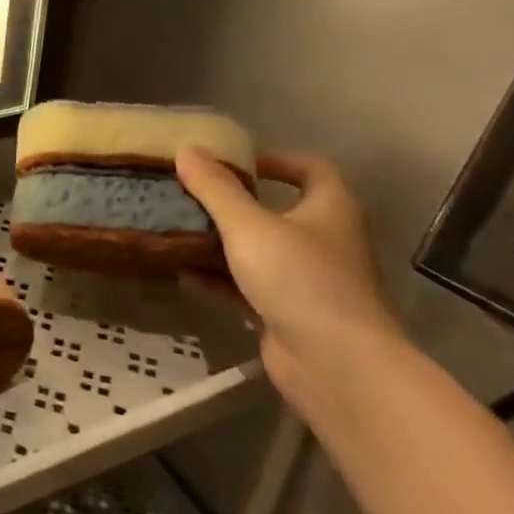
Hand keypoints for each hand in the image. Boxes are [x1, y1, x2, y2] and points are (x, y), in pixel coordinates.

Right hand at [174, 148, 402, 419]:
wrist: (335, 365)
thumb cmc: (299, 279)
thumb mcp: (248, 226)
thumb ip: (215, 188)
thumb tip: (186, 149)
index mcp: (330, 209)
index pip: (311, 169)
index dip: (275, 159)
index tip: (234, 161)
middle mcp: (324, 241)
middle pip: (278, 211)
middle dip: (235, 203)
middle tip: (192, 195)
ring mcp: (307, 281)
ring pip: (259, 251)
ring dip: (221, 242)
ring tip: (178, 230)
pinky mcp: (288, 314)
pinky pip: (248, 286)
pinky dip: (219, 278)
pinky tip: (183, 273)